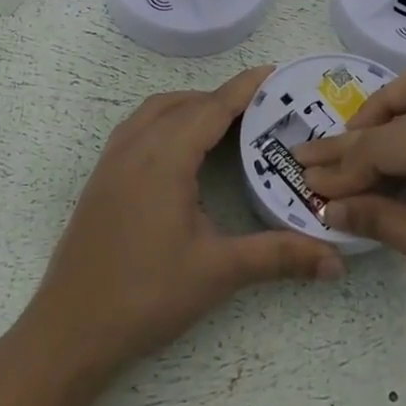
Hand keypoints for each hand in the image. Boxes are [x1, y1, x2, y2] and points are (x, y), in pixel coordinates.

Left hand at [28, 66, 343, 376]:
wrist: (69, 332)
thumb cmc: (146, 295)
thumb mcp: (218, 271)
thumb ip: (278, 256)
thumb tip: (336, 262)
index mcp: (165, 158)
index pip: (212, 108)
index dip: (245, 88)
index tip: (275, 73)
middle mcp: (135, 147)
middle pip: (185, 103)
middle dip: (223, 98)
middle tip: (261, 109)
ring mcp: (112, 161)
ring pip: (155, 111)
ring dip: (190, 106)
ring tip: (224, 124)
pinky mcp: (100, 179)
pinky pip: (136, 128)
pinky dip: (165, 121)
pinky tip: (180, 150)